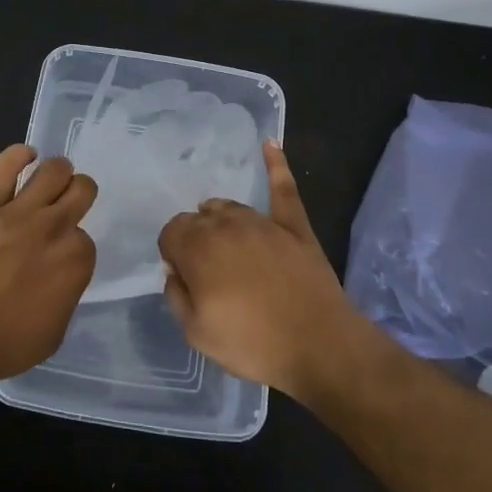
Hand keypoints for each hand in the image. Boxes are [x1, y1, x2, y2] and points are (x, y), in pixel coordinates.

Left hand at [0, 145, 96, 382]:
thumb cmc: (3, 342)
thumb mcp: (53, 333)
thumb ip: (64, 297)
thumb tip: (60, 283)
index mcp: (76, 260)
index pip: (86, 238)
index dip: (72, 244)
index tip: (59, 254)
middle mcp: (55, 227)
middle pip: (82, 189)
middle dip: (77, 193)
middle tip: (65, 203)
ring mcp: (19, 210)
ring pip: (54, 170)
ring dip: (57, 171)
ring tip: (48, 178)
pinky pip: (6, 164)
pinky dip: (19, 155)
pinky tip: (24, 157)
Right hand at [158, 142, 360, 395]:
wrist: (321, 347)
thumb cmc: (253, 344)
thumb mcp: (196, 333)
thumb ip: (176, 295)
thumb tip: (175, 271)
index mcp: (198, 249)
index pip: (171, 232)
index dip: (173, 253)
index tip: (184, 276)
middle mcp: (226, 225)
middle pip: (197, 218)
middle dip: (194, 238)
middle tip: (207, 271)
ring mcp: (263, 222)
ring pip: (229, 207)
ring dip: (220, 220)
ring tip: (225, 244)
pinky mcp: (294, 226)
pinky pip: (283, 187)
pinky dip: (276, 164)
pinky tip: (269, 143)